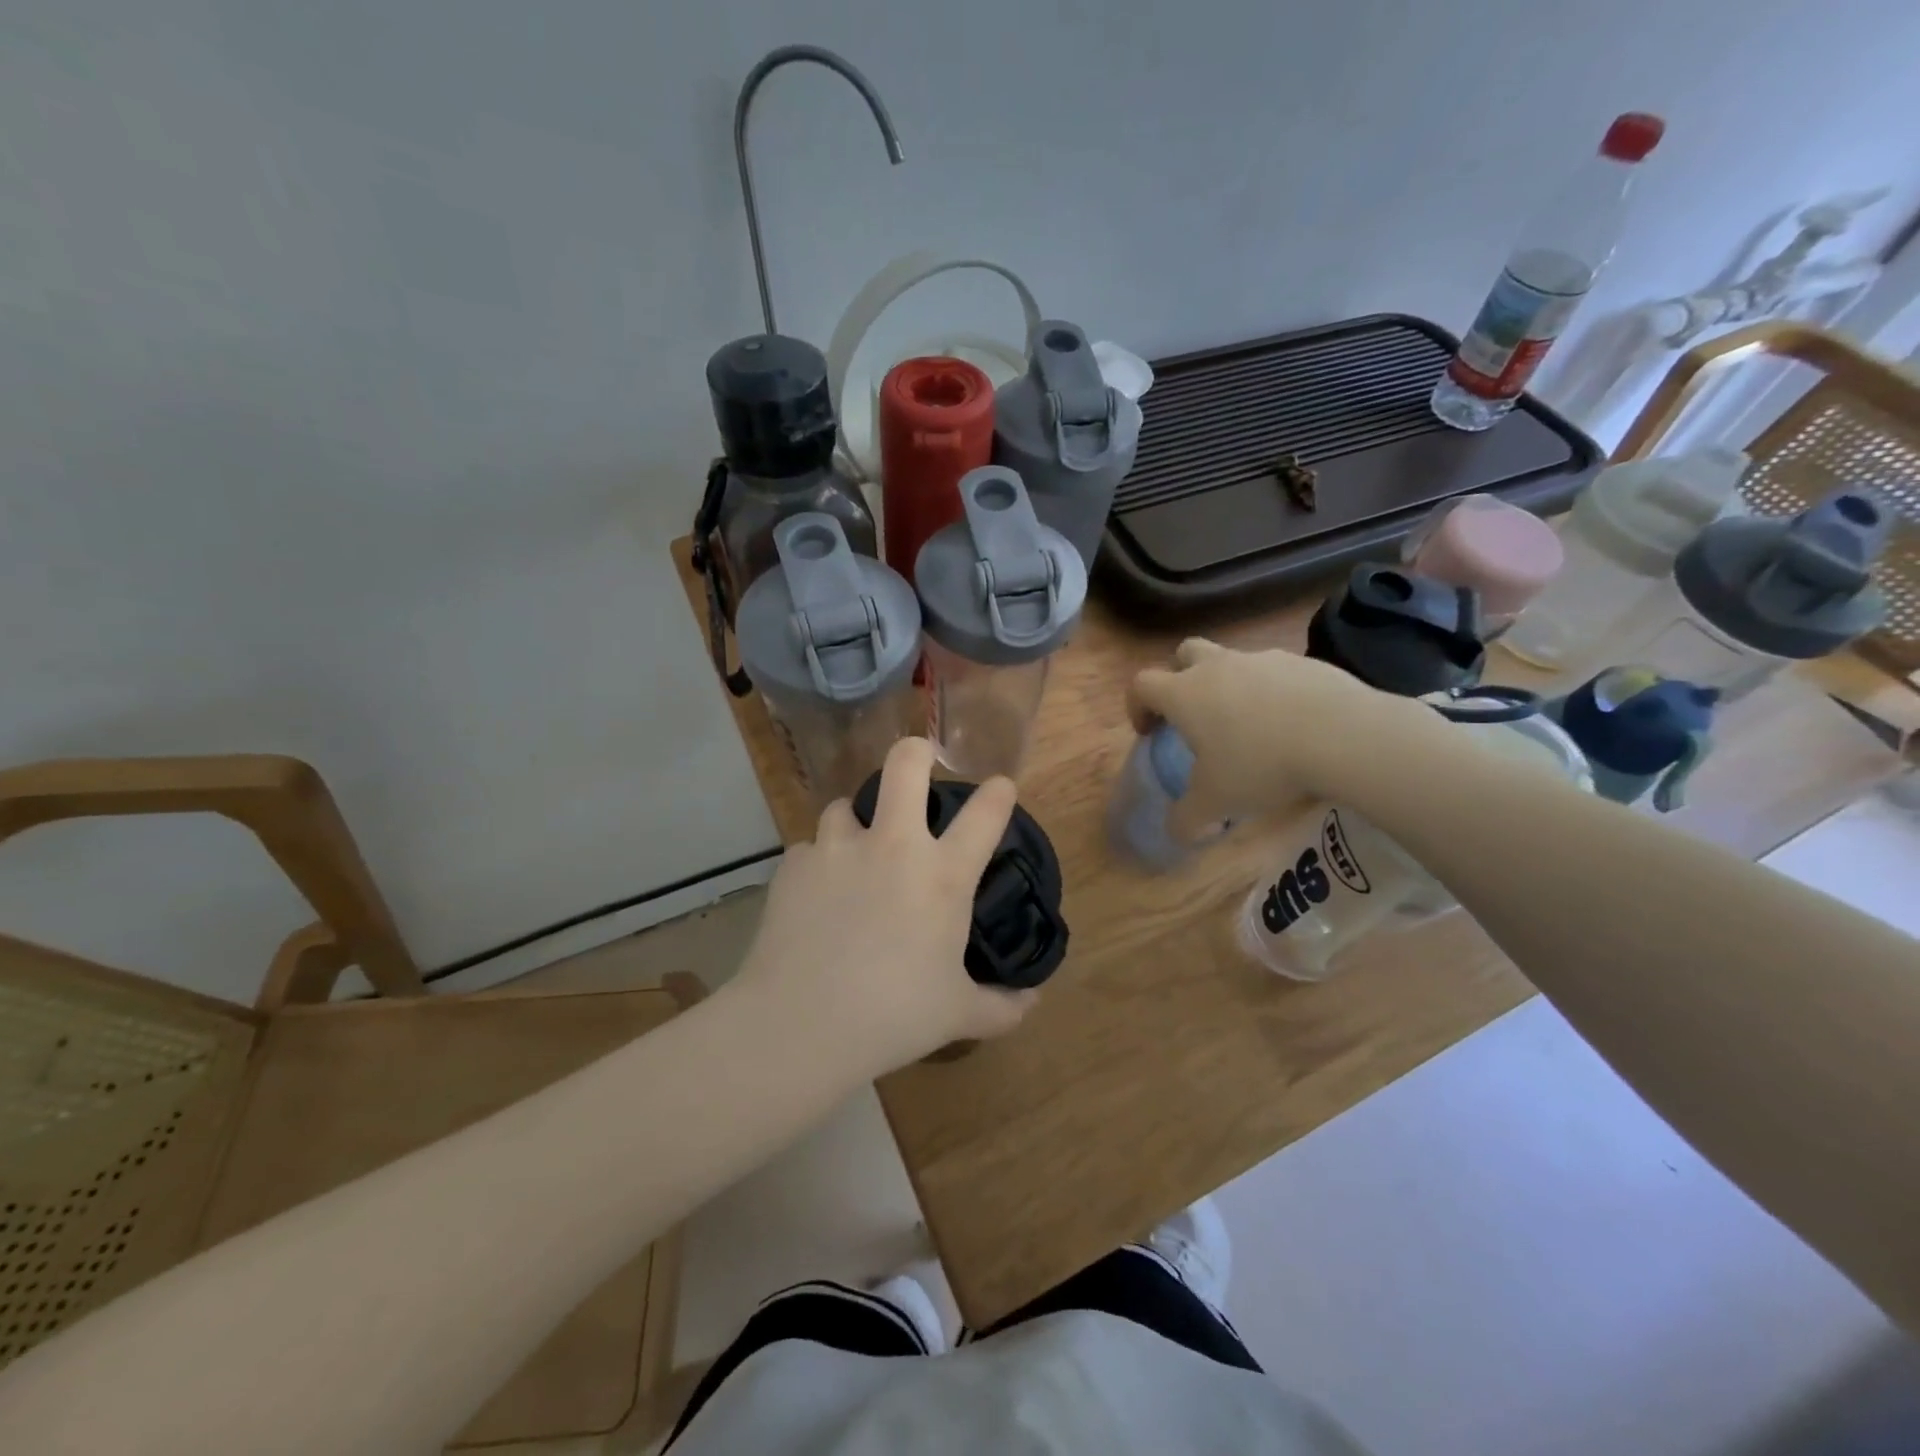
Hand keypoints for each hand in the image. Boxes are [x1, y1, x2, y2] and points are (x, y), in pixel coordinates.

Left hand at [733, 737, 1037, 1076]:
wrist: (800, 1025)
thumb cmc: (893, 1017)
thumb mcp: (958, 1015)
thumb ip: (1002, 1006)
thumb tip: (1032, 1002)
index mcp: (941, 875)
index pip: (985, 813)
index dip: (998, 793)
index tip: (1000, 787)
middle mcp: (892, 846)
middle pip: (905, 765)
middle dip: (915, 752)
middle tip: (918, 763)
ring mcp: (837, 849)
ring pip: (845, 805)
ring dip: (856, 822)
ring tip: (855, 849)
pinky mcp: (793, 865)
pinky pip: (809, 849)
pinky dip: (818, 863)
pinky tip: (815, 894)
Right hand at [1127, 638, 1427, 838]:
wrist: (1343, 735)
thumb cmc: (1261, 765)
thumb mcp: (1216, 802)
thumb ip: (1186, 819)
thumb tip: (1175, 832)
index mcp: (1185, 693)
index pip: (1142, 684)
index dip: (1137, 705)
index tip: (1149, 732)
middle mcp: (1218, 667)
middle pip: (1184, 653)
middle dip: (1180, 677)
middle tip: (1193, 715)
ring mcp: (1262, 659)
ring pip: (1232, 661)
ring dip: (1229, 685)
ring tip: (1249, 726)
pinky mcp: (1303, 662)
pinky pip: (1275, 672)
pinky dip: (1272, 692)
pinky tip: (1292, 724)